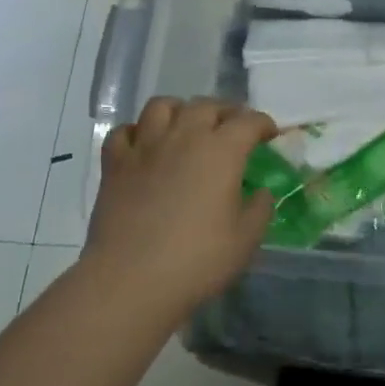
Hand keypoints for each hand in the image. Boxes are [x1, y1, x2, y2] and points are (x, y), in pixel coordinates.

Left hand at [84, 97, 278, 312]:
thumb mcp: (246, 240)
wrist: (131, 280)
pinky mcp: (115, 164)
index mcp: (221, 151)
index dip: (263, 124)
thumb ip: (259, 209)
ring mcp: (145, 147)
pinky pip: (124, 131)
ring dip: (180, 110)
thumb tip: (261, 192)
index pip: (248, 121)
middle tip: (233, 128)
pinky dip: (137, 132)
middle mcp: (183, 137)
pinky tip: (144, 146)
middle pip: (206, 106)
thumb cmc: (197, 260)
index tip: (270, 134)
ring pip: (162, 106)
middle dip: (225, 111)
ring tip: (187, 125)